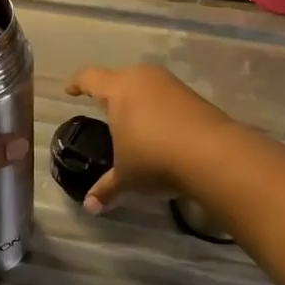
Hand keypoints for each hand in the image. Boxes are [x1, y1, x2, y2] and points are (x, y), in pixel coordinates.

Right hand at [63, 63, 233, 212]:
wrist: (214, 154)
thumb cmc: (155, 158)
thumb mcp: (127, 177)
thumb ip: (107, 188)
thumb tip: (90, 207)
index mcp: (118, 89)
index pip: (90, 78)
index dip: (77, 83)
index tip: (70, 90)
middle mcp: (143, 79)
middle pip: (120, 77)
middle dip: (110, 91)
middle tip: (104, 107)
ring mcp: (171, 85)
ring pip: (146, 84)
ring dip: (138, 98)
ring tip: (135, 120)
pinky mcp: (194, 97)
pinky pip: (168, 97)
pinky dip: (160, 109)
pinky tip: (163, 129)